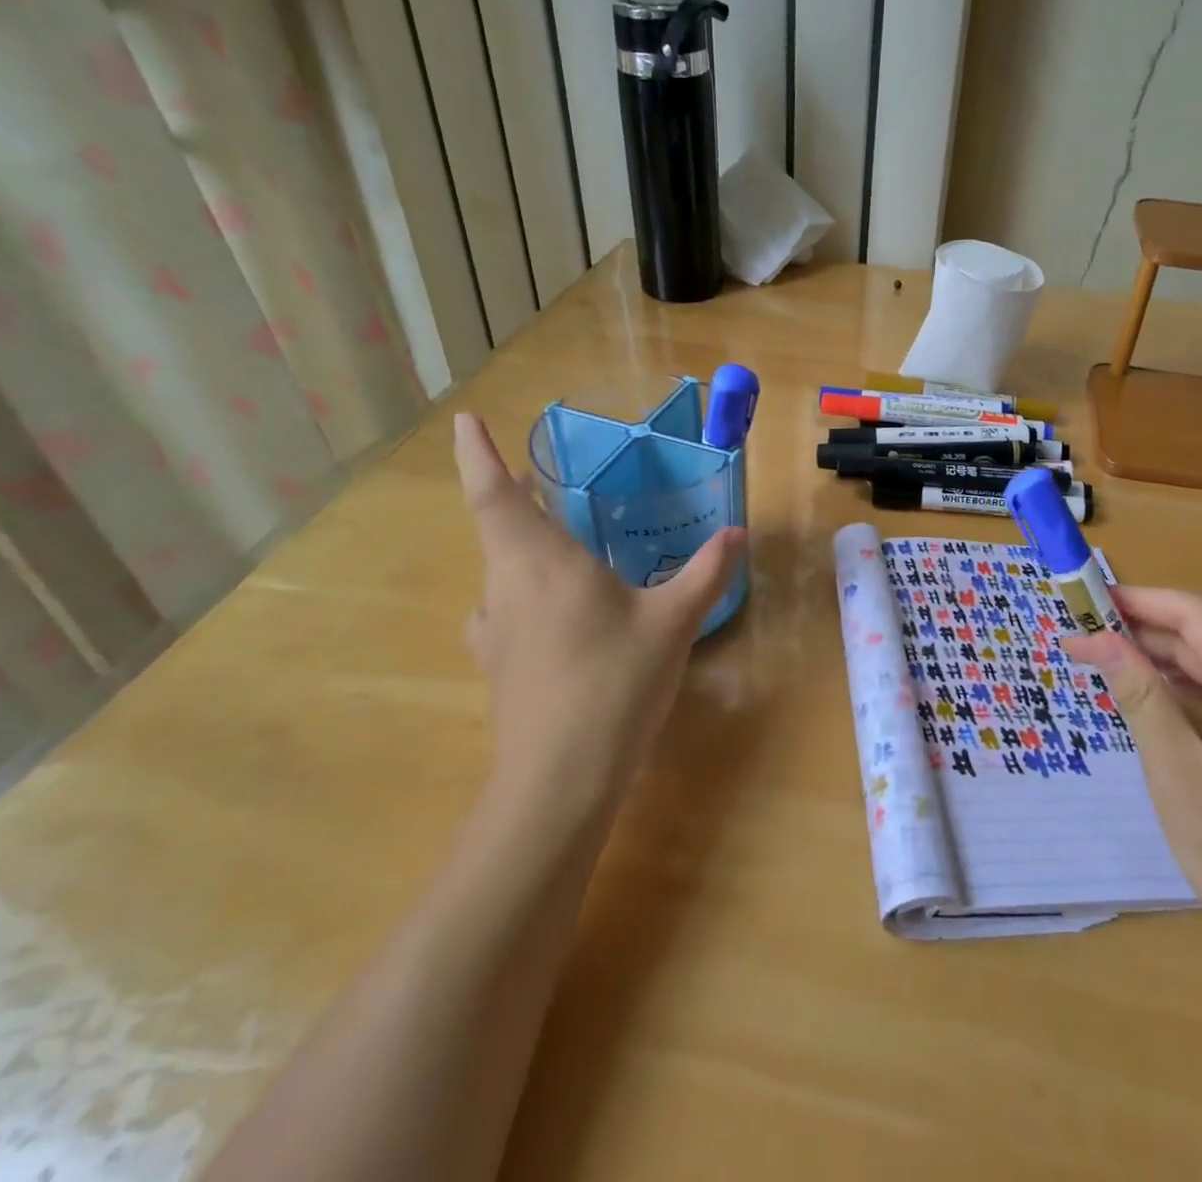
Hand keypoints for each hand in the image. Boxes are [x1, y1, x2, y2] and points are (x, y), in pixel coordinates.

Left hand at [454, 413, 745, 824]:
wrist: (560, 780)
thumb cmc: (615, 682)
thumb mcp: (673, 623)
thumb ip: (705, 573)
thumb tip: (736, 534)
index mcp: (540, 561)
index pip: (493, 493)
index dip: (476, 453)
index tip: (466, 421)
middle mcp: (506, 586)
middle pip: (497, 526)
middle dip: (514, 495)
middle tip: (546, 478)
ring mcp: (495, 629)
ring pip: (500, 568)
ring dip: (519, 543)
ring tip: (557, 538)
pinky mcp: (498, 664)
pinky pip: (503, 608)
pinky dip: (522, 590)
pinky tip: (552, 611)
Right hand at [1061, 588, 1201, 969]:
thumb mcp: (1178, 773)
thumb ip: (1140, 696)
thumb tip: (1099, 640)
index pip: (1199, 616)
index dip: (1141, 601)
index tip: (1088, 601)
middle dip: (1145, 632)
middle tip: (1083, 636)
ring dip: (1163, 661)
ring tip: (1106, 662)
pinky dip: (1187, 693)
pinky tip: (1154, 702)